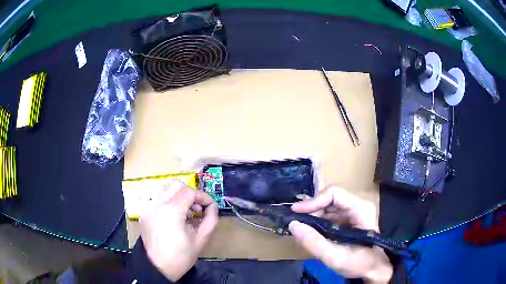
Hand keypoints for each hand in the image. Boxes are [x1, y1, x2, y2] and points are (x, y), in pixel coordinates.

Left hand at [139, 180, 218, 280]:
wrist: (157, 267)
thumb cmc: (181, 256)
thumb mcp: (201, 240)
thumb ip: (211, 219)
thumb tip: (212, 206)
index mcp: (171, 211)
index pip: (189, 191)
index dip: (203, 196)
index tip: (209, 206)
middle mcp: (157, 204)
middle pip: (176, 184)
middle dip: (190, 193)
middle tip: (196, 208)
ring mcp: (148, 207)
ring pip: (165, 189)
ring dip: (178, 196)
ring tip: (185, 213)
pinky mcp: (144, 213)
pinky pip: (158, 199)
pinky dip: (168, 202)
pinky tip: (173, 218)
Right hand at [289, 187, 392, 282]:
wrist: (373, 269)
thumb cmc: (360, 263)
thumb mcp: (335, 257)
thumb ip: (314, 242)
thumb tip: (293, 225)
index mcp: (360, 209)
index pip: (334, 194)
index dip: (314, 201)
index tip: (296, 212)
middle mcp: (358, 205)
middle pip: (330, 198)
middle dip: (311, 209)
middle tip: (296, 221)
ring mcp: (354, 212)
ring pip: (328, 206)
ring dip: (313, 215)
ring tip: (300, 226)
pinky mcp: (349, 220)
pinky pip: (330, 215)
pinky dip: (318, 221)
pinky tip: (309, 230)